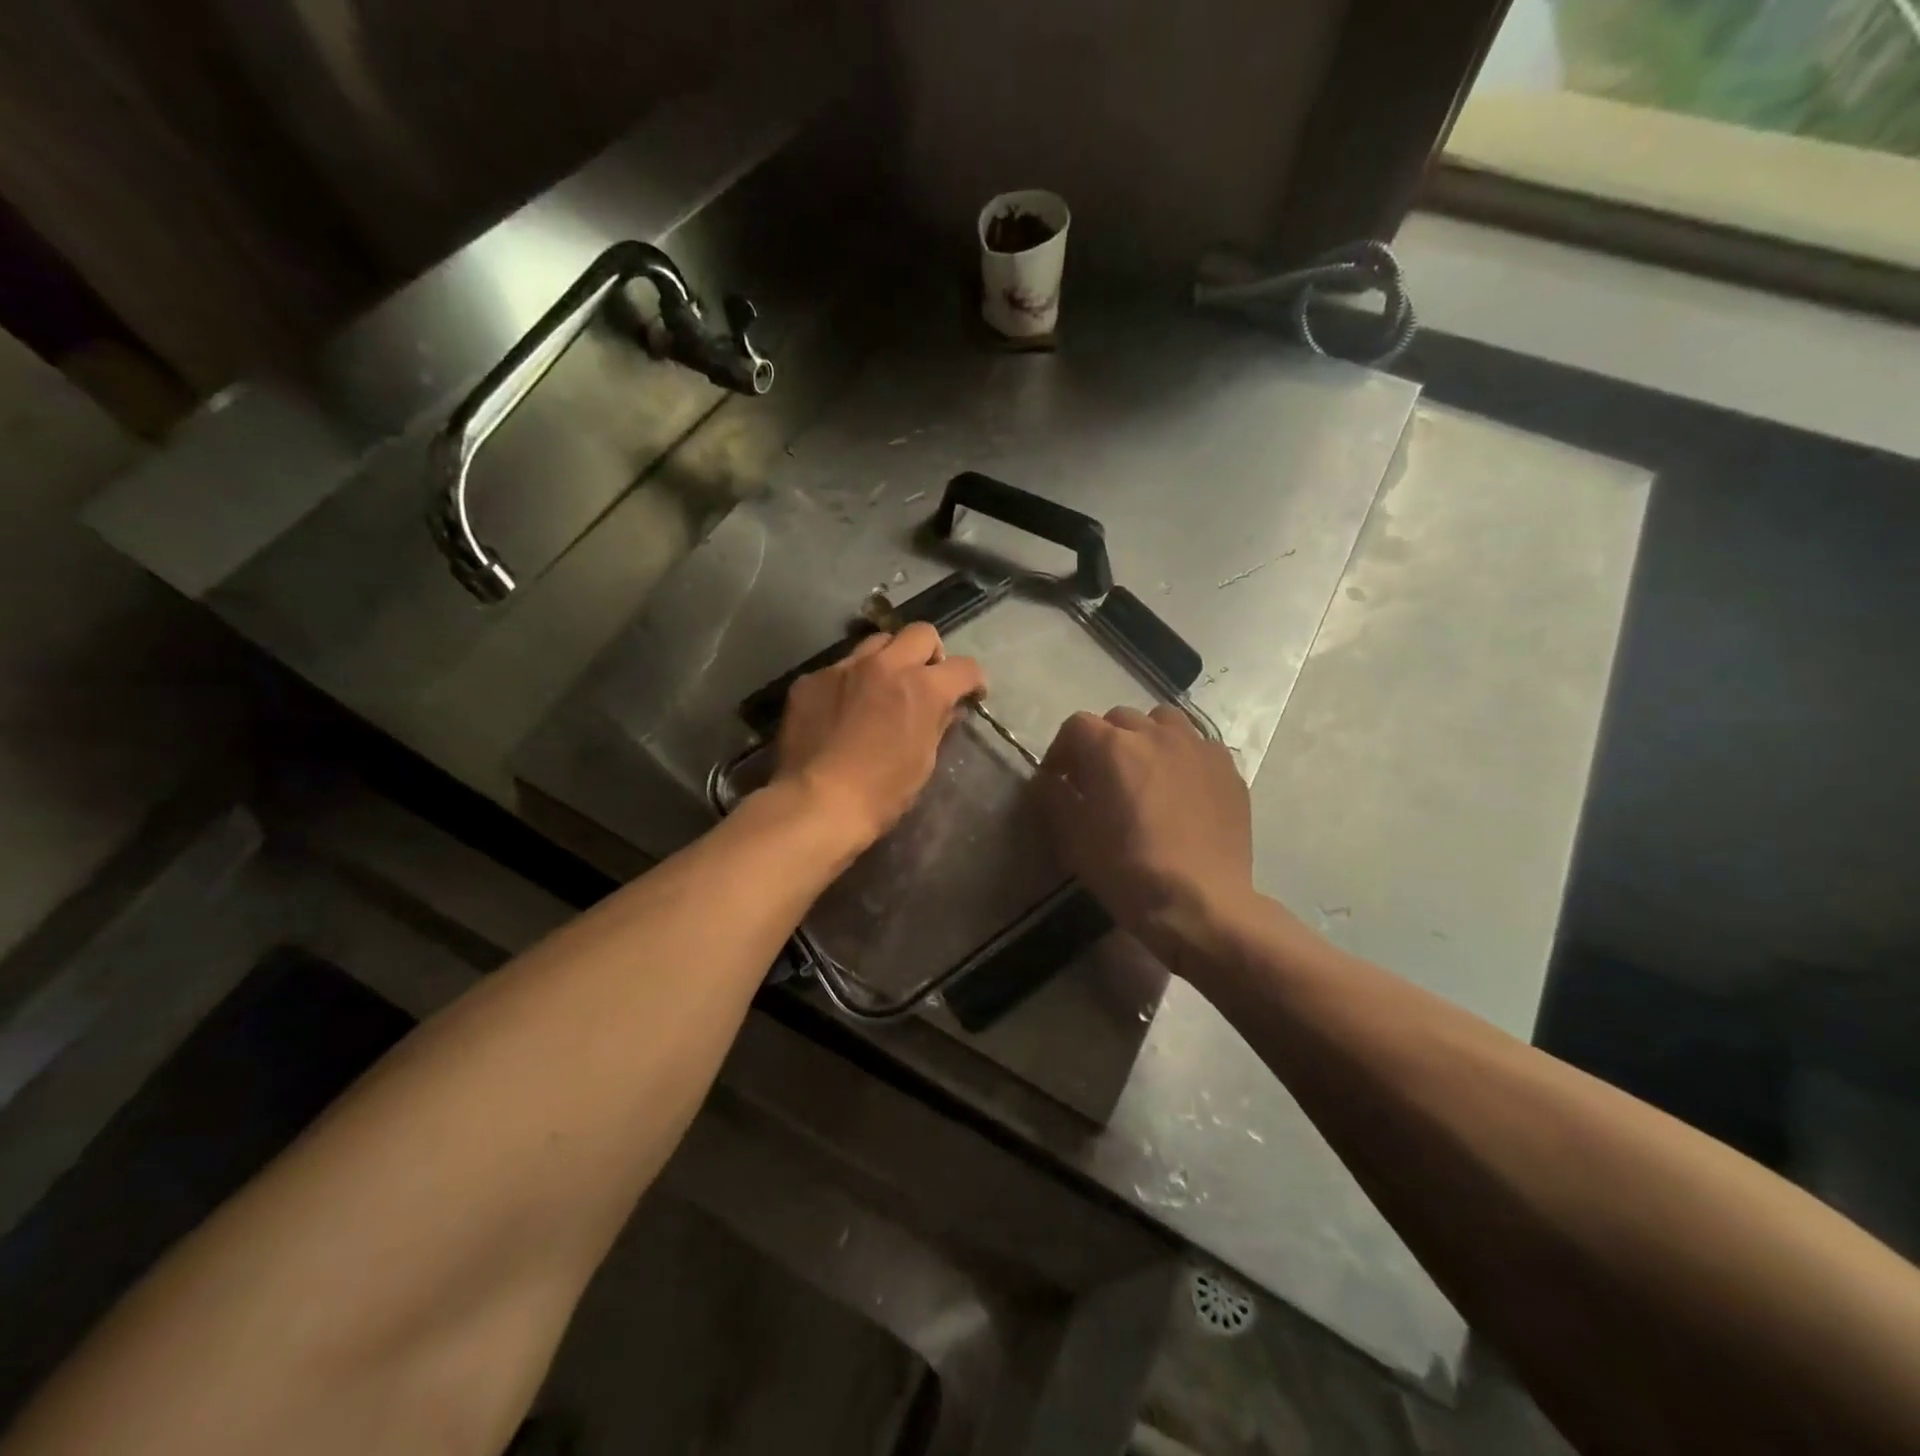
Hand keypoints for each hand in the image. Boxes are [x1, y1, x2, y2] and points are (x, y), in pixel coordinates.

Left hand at [774, 623, 985, 851]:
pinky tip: (841, 711)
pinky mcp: (810, 680)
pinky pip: (838, 669)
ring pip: (877, 642)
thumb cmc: (882, 792)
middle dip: (931, 653)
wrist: (817, 803)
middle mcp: (885, 665)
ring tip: (881, 688)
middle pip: (920, 633)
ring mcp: (844, 668)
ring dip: (888, 660)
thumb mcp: (923, 761)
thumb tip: (950, 708)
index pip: (964, 667)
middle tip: (925, 680)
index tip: (970, 694)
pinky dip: (849, 683)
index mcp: (923, 687)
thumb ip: (938, 724)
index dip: (973, 680)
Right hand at [1035, 706, 1257, 969]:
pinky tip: (1180, 789)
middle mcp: (1156, 734)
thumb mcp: (1074, 840)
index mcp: (1112, 747)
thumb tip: (1049, 780)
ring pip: (1163, 722)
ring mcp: (1197, 748)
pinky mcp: (1227, 768)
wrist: (1201, 903)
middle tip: (1099, 779)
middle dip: (1102, 743)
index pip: (1076, 726)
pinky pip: (1196, 746)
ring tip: (1142, 773)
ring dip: (1145, 739)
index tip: (1058, 781)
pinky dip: (1180, 756)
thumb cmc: (1128, 872)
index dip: (1061, 751)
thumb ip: (1054, 798)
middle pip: (1119, 720)